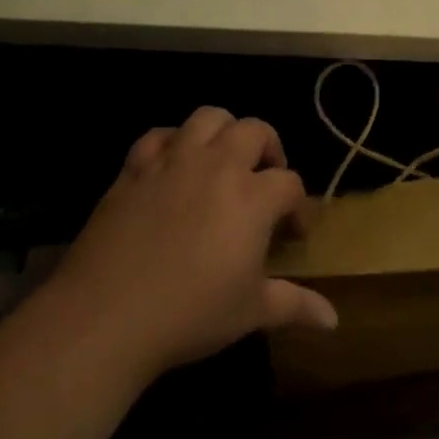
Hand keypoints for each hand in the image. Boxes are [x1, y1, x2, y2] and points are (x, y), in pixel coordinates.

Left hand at [58, 108, 337, 376]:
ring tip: (223, 160)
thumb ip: (295, 306)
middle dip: (269, 149)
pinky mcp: (135, 169)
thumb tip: (334, 321)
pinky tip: (172, 166)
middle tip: (264, 181)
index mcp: (253, 196)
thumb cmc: (189, 315)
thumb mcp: (250, 312)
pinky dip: (171, 143)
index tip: (294, 232)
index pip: (290, 183)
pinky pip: (157, 136)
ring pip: (208, 118)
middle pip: (255, 131)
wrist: (104, 317)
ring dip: (223, 132)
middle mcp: (217, 166)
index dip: (298, 206)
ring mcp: (173, 162)